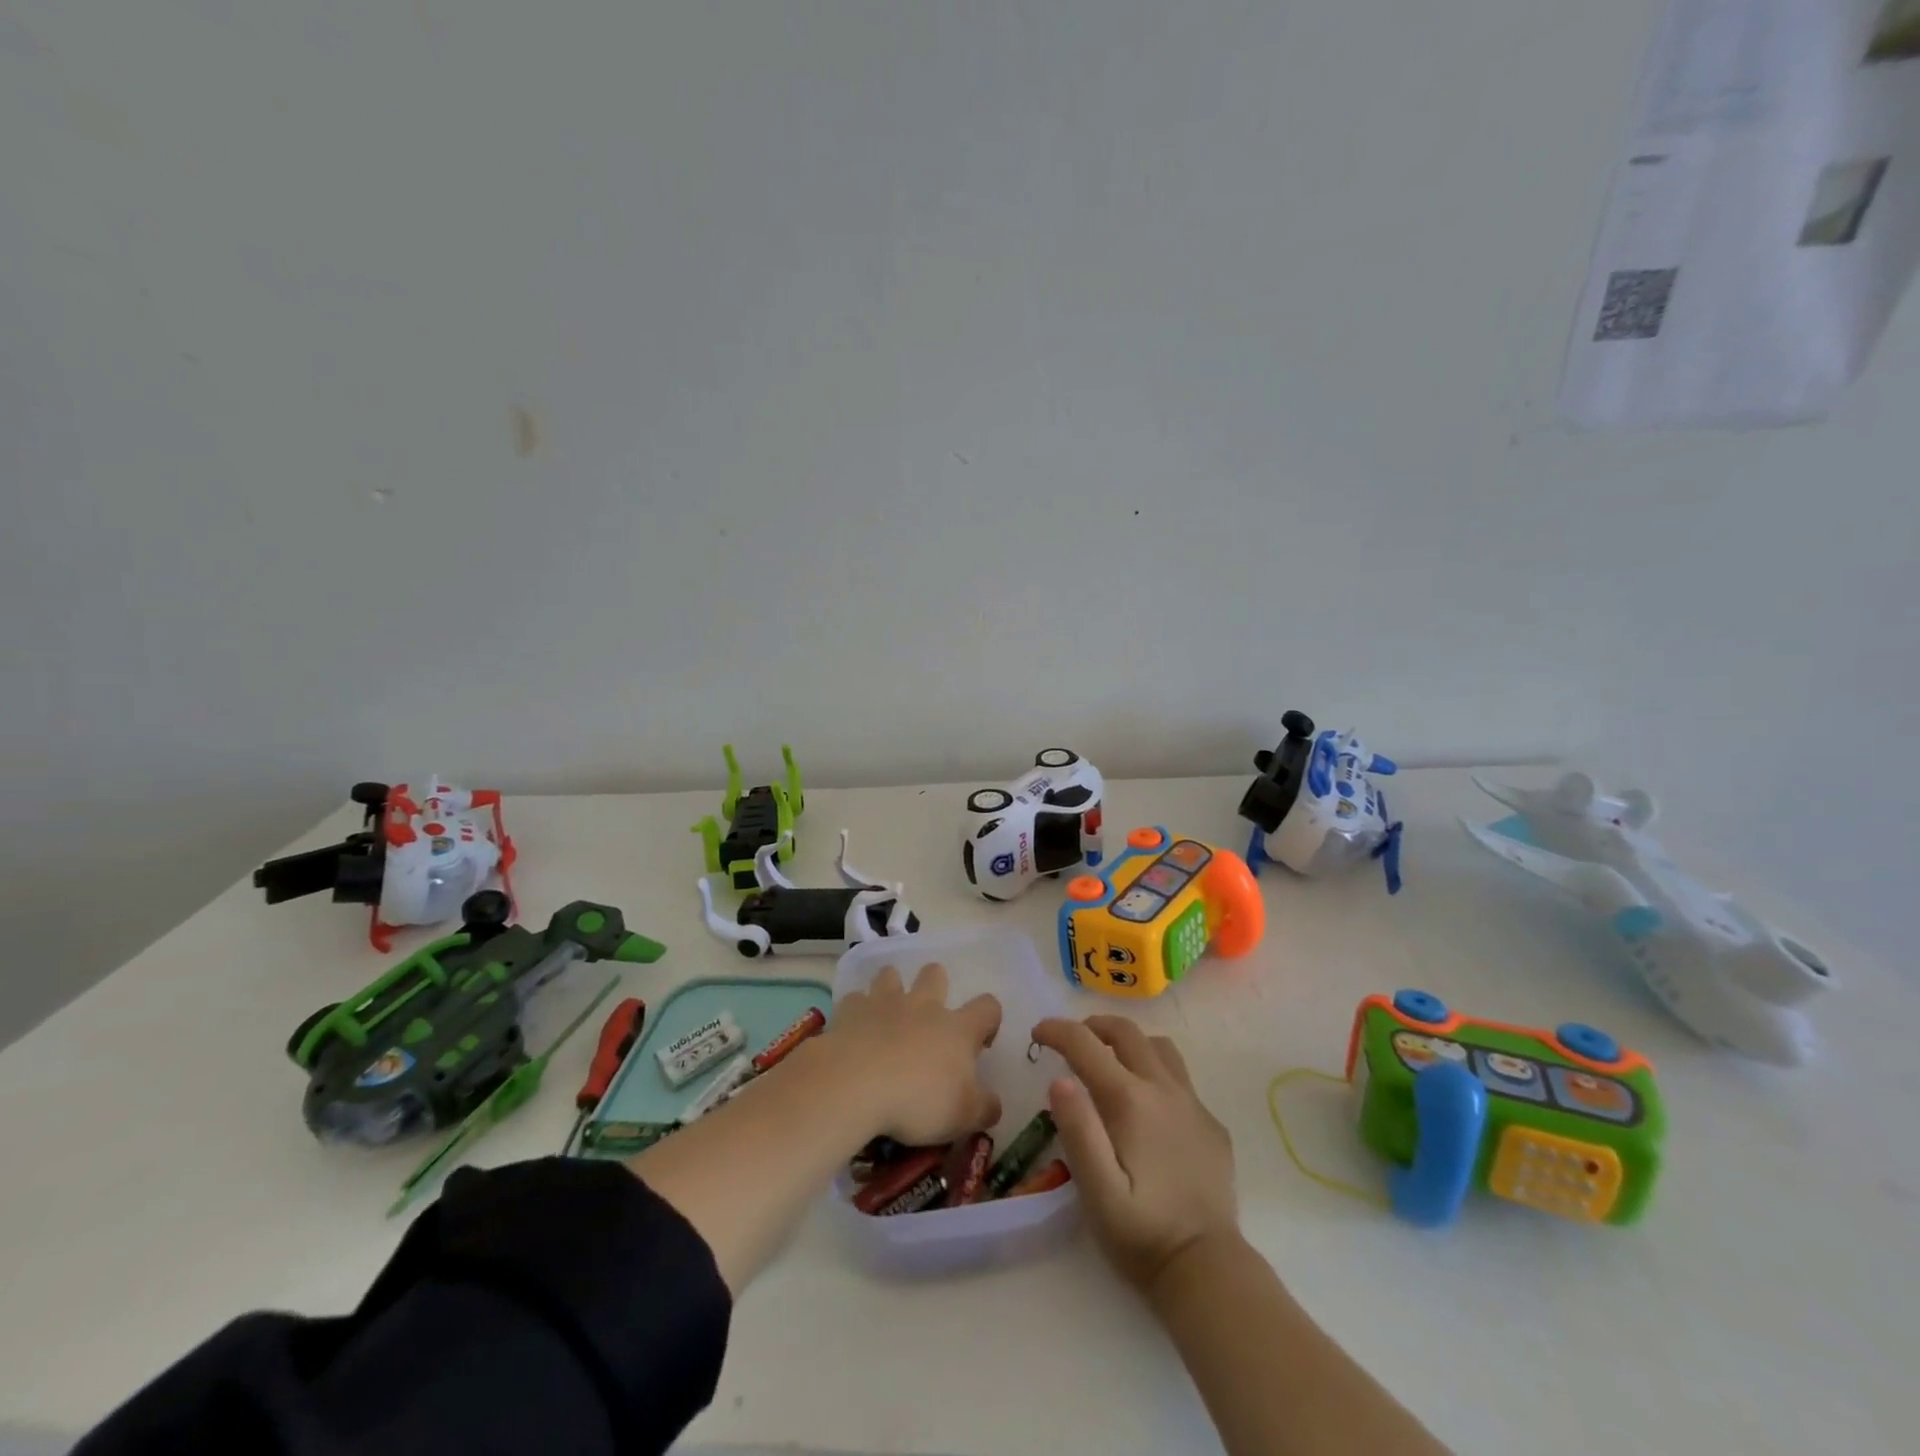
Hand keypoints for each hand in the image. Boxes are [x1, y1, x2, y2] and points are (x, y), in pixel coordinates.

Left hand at [822, 963, 1002, 1145]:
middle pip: (935, 974)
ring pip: (891, 975)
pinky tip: (854, 1030)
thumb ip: (985, 1108)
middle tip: (929, 1020)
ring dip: (892, 988)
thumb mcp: (964, 1116)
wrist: (855, 1085)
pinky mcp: (851, 1010)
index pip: (988, 1007)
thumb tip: (994, 1103)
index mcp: (958, 1029)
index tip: (980, 1043)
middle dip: (935, 986)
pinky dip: (857, 1011)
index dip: (989, 1020)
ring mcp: (885, 1002)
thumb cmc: (917, 1101)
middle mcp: (924, 1005)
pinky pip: (856, 999)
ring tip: (888, 1016)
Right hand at [1032, 1015, 1238, 1293]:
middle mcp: (1164, 1089)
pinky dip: (1155, 1072)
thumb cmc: (1142, 1234)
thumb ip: (1078, 1131)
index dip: (1058, 1031)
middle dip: (1092, 1026)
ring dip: (1129, 1043)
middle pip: (1126, 1032)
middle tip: (1071, 1042)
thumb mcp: (1097, 1191)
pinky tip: (1147, 1106)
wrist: (1208, 1271)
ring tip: (1109, 1062)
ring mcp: (1193, 1104)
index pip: (1086, 1044)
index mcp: (1131, 1100)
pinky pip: (1180, 1078)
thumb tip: (1059, 1080)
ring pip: (1159, 1047)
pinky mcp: (1211, 1124)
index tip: (1037, 1033)